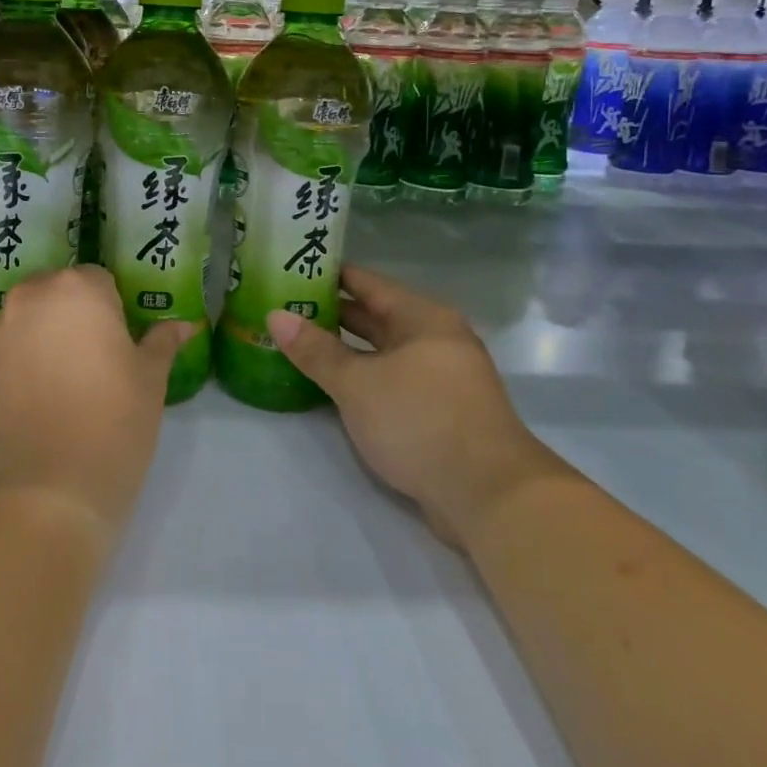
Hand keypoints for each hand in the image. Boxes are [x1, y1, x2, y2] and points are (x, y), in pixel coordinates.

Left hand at [0, 266, 190, 541]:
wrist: (39, 500)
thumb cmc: (111, 430)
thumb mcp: (150, 385)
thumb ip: (161, 343)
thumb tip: (181, 325)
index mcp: (76, 291)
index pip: (96, 281)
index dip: (110, 312)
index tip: (115, 349)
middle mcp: (24, 300)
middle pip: (50, 297)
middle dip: (66, 321)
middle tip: (84, 370)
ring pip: (15, 328)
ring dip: (30, 345)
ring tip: (46, 398)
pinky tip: (15, 416)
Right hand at [266, 264, 558, 548]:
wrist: (491, 496)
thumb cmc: (421, 421)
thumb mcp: (358, 383)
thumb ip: (316, 350)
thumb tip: (275, 316)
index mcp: (422, 318)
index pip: (367, 283)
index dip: (328, 275)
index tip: (290, 269)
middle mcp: (434, 340)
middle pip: (375, 316)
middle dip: (330, 313)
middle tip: (282, 308)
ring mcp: (439, 378)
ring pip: (381, 352)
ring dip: (343, 350)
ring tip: (295, 344)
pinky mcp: (438, 412)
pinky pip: (389, 381)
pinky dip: (360, 378)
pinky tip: (329, 386)